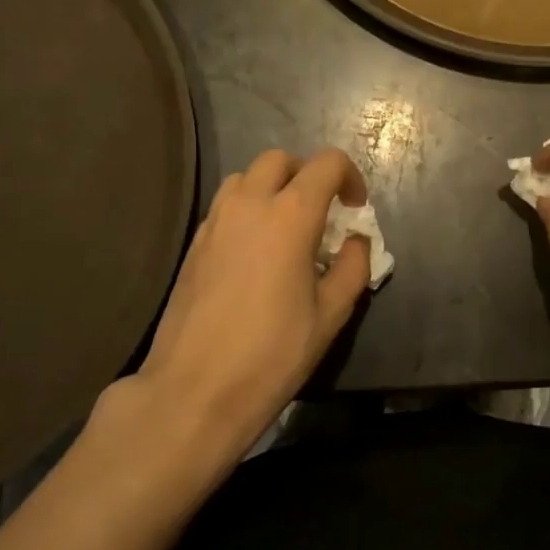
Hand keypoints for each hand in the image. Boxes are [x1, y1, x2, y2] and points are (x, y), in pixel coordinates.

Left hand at [132, 147, 370, 446]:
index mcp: (290, 216)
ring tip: (287, 228)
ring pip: (246, 177)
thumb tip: (355, 242)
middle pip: (280, 160)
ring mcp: (215, 222)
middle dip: (308, 175)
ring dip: (273, 188)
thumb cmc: (272, 353)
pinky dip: (248, 209)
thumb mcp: (330, 315)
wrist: (194, 390)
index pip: (326, 164)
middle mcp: (249, 205)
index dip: (349, 177)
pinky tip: (256, 252)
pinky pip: (225, 206)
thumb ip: (353, 267)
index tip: (355, 209)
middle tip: (323, 213)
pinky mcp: (194, 244)